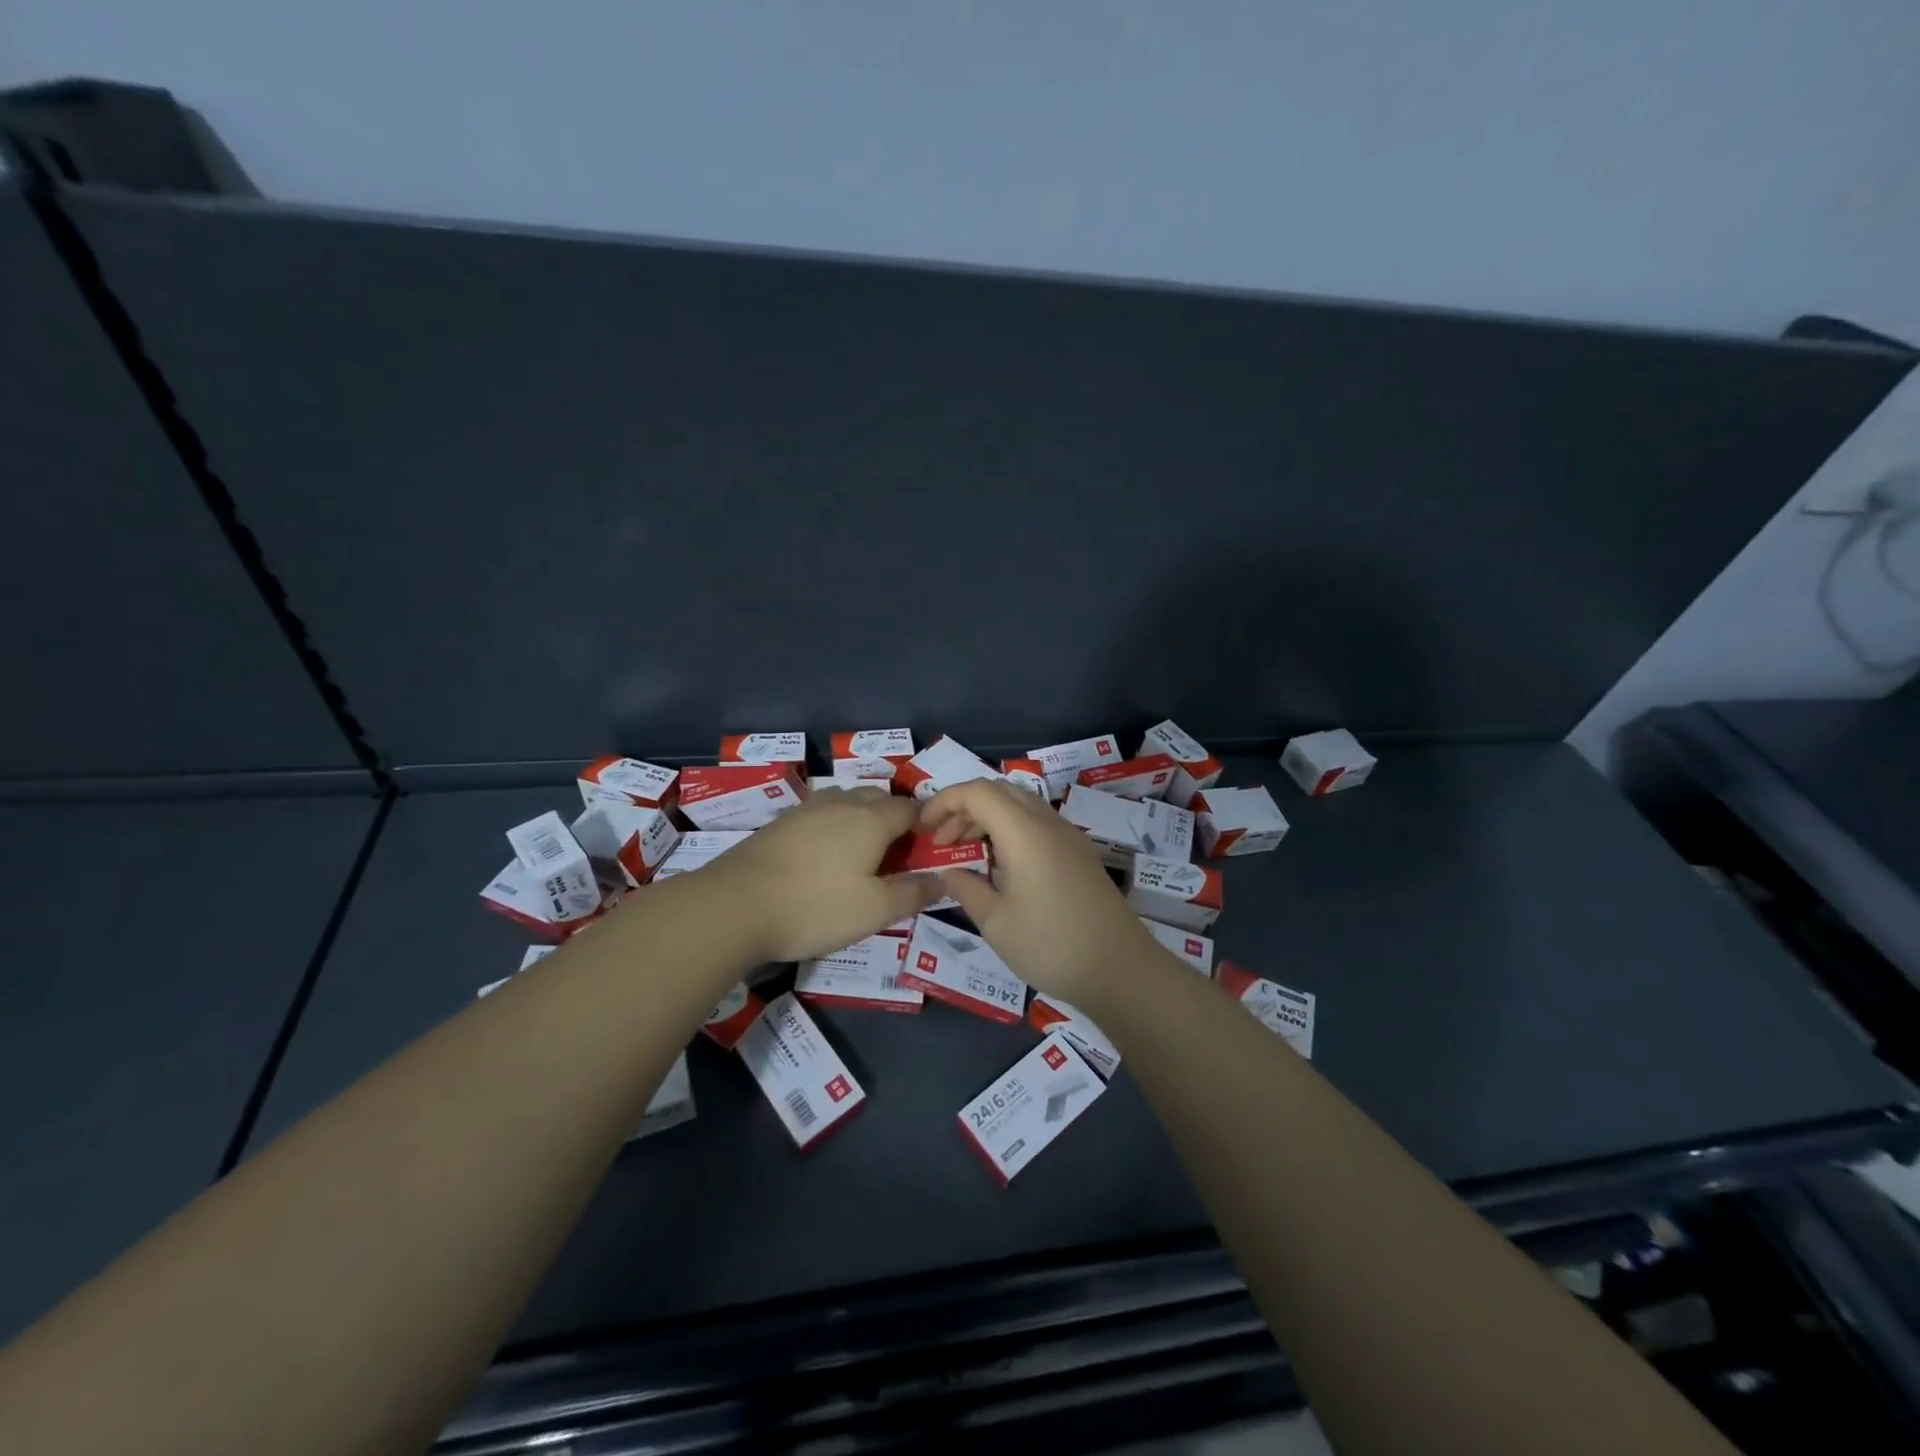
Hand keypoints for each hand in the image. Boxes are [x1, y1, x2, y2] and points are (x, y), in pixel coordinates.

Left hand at [705, 787, 939, 961]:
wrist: (734, 905)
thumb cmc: (815, 907)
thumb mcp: (875, 910)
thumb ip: (913, 893)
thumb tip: (941, 879)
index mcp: (871, 819)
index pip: (909, 808)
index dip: (924, 825)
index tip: (927, 849)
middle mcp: (840, 804)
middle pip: (877, 798)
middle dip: (893, 817)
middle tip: (896, 854)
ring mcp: (805, 810)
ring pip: (845, 801)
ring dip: (860, 818)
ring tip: (860, 852)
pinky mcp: (778, 824)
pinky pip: (818, 815)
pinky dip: (831, 827)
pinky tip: (822, 855)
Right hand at [919, 779, 1156, 1006]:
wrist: (1120, 969)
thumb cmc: (1051, 946)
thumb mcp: (996, 923)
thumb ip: (966, 888)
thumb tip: (947, 871)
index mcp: (1025, 833)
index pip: (978, 792)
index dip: (945, 801)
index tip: (923, 827)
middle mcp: (1048, 823)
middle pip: (999, 790)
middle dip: (964, 806)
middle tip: (942, 840)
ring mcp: (1068, 836)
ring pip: (1020, 804)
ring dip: (987, 817)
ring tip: (966, 851)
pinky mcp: (1078, 852)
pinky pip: (1037, 822)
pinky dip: (1009, 828)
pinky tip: (999, 863)